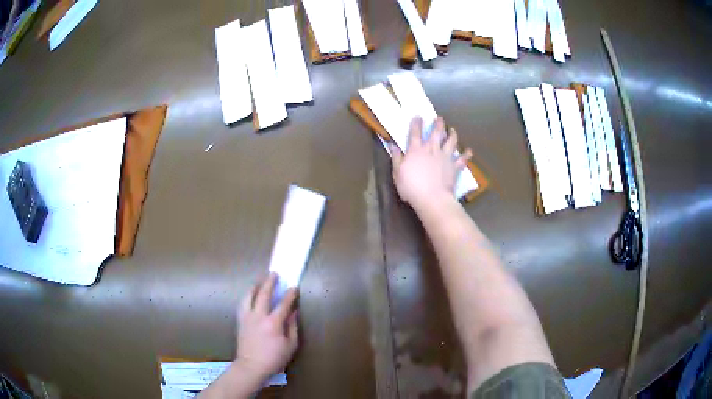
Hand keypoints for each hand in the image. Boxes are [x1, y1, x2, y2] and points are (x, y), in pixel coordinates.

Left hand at [236, 273, 298, 381]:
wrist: (251, 366)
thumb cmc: (274, 358)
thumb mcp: (290, 345)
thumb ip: (292, 327)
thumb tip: (293, 312)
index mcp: (273, 323)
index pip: (283, 304)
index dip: (290, 295)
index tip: (294, 287)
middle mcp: (258, 316)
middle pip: (263, 294)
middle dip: (269, 282)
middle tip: (274, 274)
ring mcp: (247, 317)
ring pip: (249, 296)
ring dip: (255, 286)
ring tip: (259, 281)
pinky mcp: (240, 321)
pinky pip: (242, 304)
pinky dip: (247, 297)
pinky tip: (249, 296)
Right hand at [390, 117, 471, 210]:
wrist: (432, 198)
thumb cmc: (412, 187)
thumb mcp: (398, 173)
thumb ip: (397, 158)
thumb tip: (393, 145)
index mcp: (416, 150)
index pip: (415, 132)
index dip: (416, 123)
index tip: (418, 117)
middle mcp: (432, 149)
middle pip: (436, 132)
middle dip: (438, 123)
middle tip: (439, 118)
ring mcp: (445, 157)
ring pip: (451, 141)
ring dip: (452, 134)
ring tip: (453, 130)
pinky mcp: (454, 166)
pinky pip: (463, 159)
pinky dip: (466, 154)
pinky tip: (469, 151)